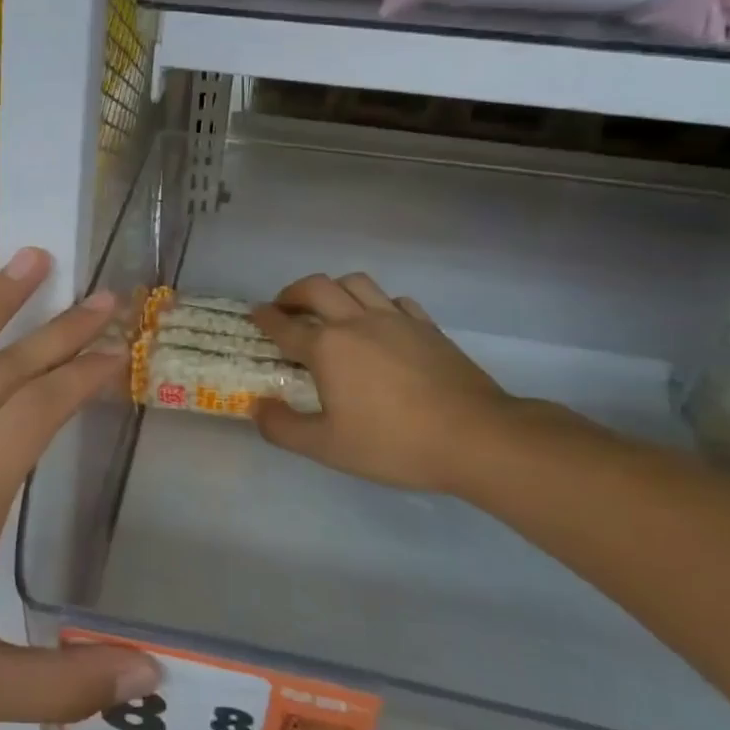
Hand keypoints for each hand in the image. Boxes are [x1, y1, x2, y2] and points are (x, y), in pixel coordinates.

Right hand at [251, 272, 526, 497]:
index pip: (285, 325)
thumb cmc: (393, 443)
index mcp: (327, 347)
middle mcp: (356, 322)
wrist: (475, 437)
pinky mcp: (427, 326)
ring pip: (356, 282)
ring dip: (333, 288)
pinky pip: (394, 299)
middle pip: (316, 287)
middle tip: (285, 306)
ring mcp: (395, 319)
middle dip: (293, 292)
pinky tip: (378, 320)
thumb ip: (284, 428)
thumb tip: (257, 407)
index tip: (254, 312)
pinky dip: (376, 302)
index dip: (265, 317)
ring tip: (329, 306)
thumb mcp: (327, 447)